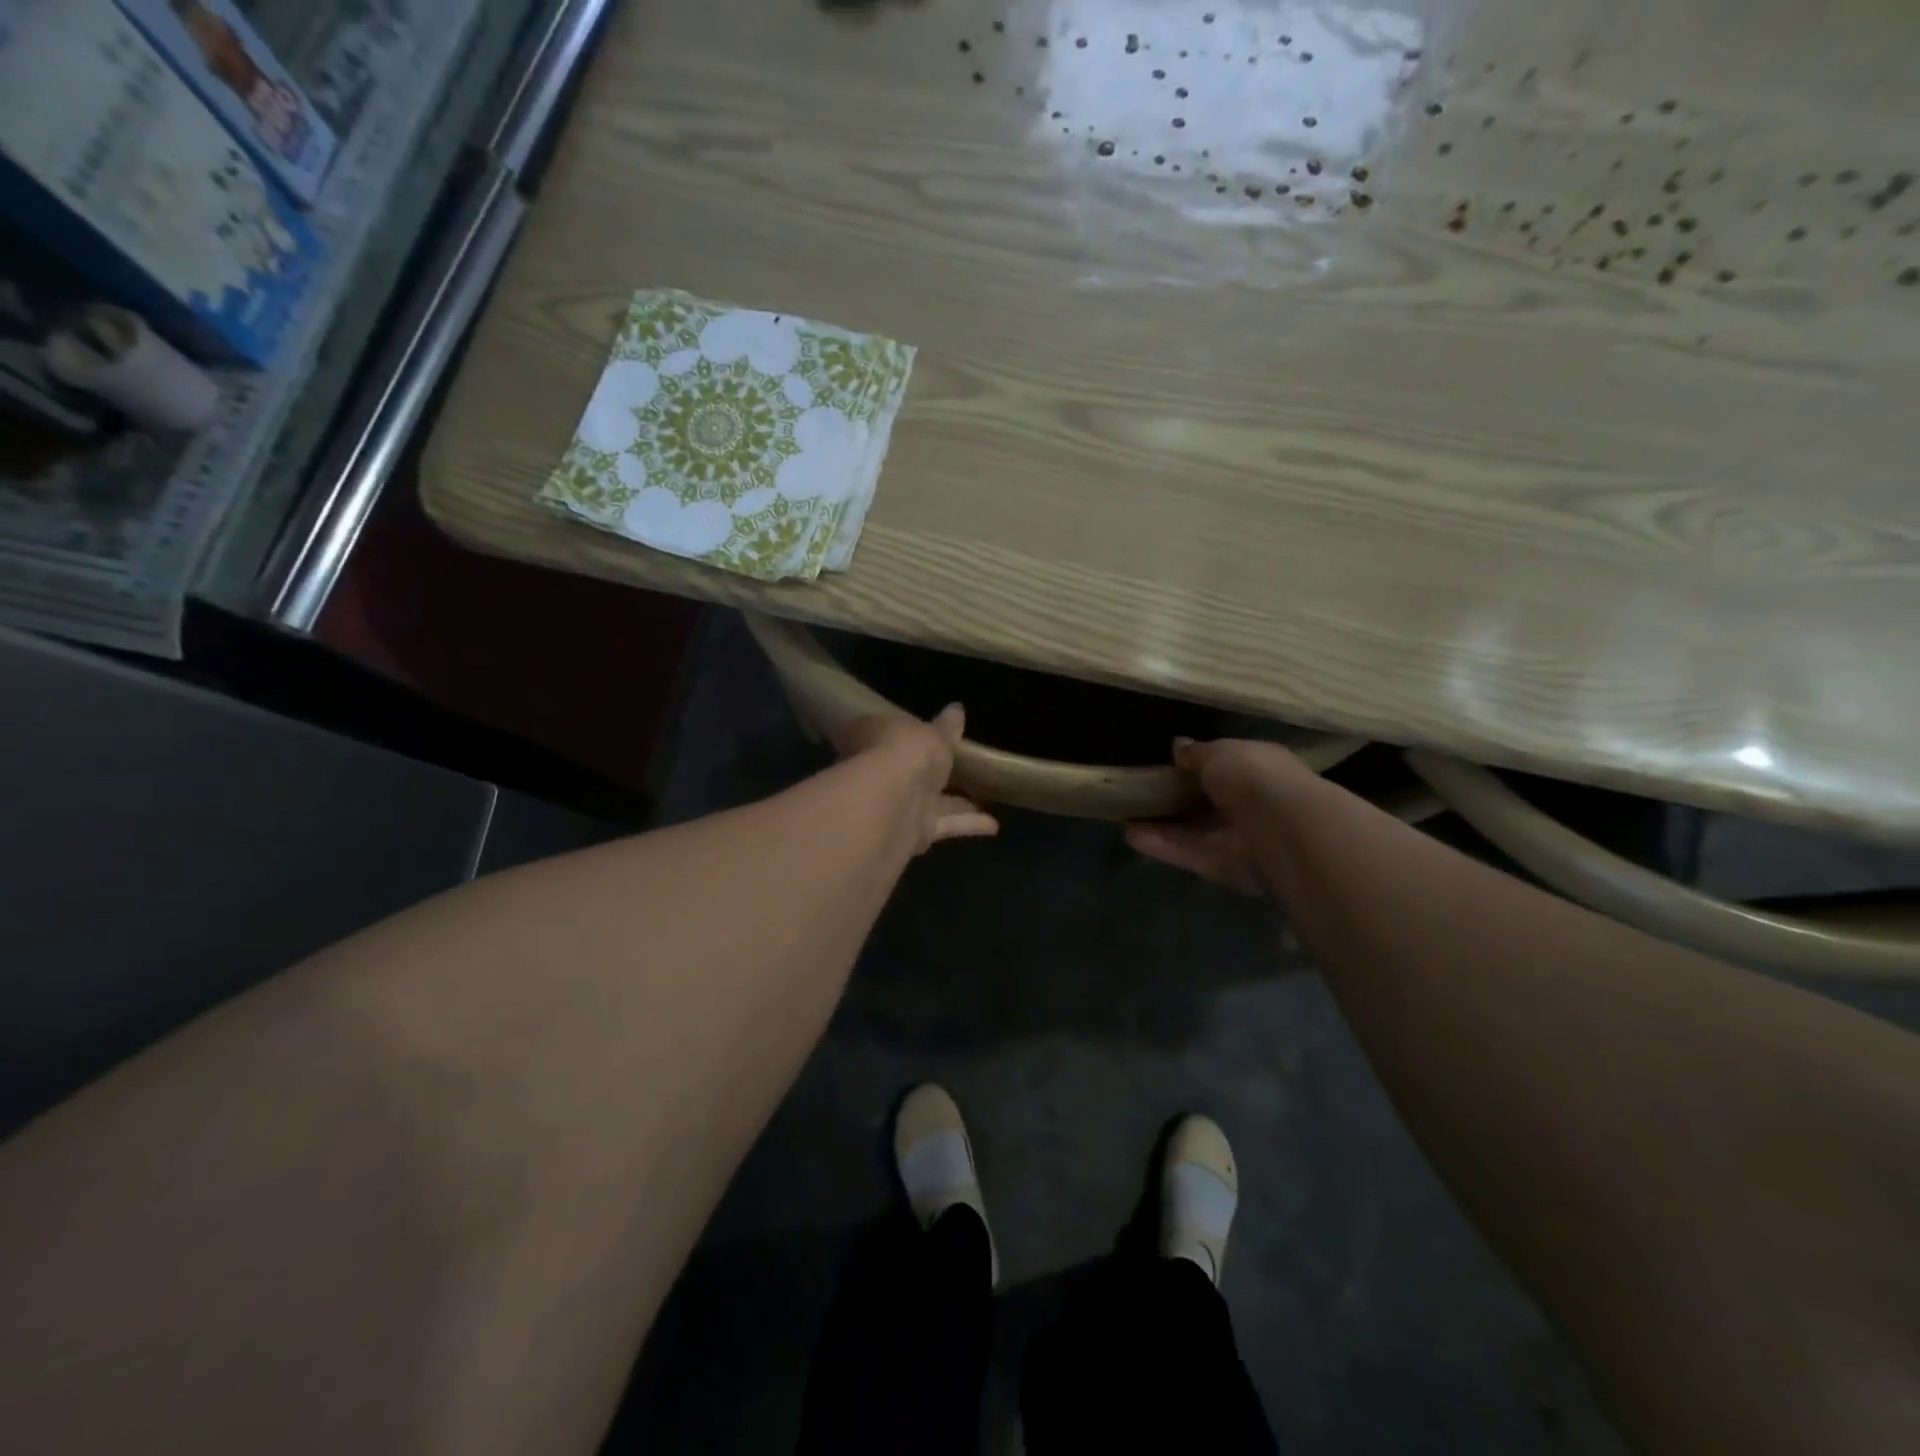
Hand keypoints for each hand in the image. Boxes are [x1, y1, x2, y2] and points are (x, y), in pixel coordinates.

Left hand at [834, 705, 998, 853]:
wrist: (891, 805)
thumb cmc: (904, 753)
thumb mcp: (932, 733)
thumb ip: (945, 727)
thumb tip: (957, 709)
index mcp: (873, 740)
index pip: (885, 733)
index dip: (904, 732)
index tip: (925, 732)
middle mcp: (878, 774)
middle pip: (907, 771)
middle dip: (929, 771)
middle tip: (958, 767)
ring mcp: (895, 807)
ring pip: (931, 802)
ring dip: (958, 803)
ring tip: (986, 798)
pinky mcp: (914, 834)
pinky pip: (945, 825)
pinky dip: (968, 824)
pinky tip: (994, 825)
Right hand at [1125, 738, 1314, 895]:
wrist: (1282, 830)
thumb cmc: (1255, 777)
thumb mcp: (1221, 751)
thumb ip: (1197, 753)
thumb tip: (1177, 747)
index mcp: (1256, 770)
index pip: (1223, 768)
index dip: (1193, 767)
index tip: (1163, 764)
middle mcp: (1247, 805)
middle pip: (1204, 802)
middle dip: (1173, 797)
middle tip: (1137, 789)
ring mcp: (1233, 838)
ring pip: (1191, 830)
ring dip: (1159, 822)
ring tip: (1123, 812)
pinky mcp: (1218, 866)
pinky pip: (1184, 852)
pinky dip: (1158, 844)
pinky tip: (1129, 833)